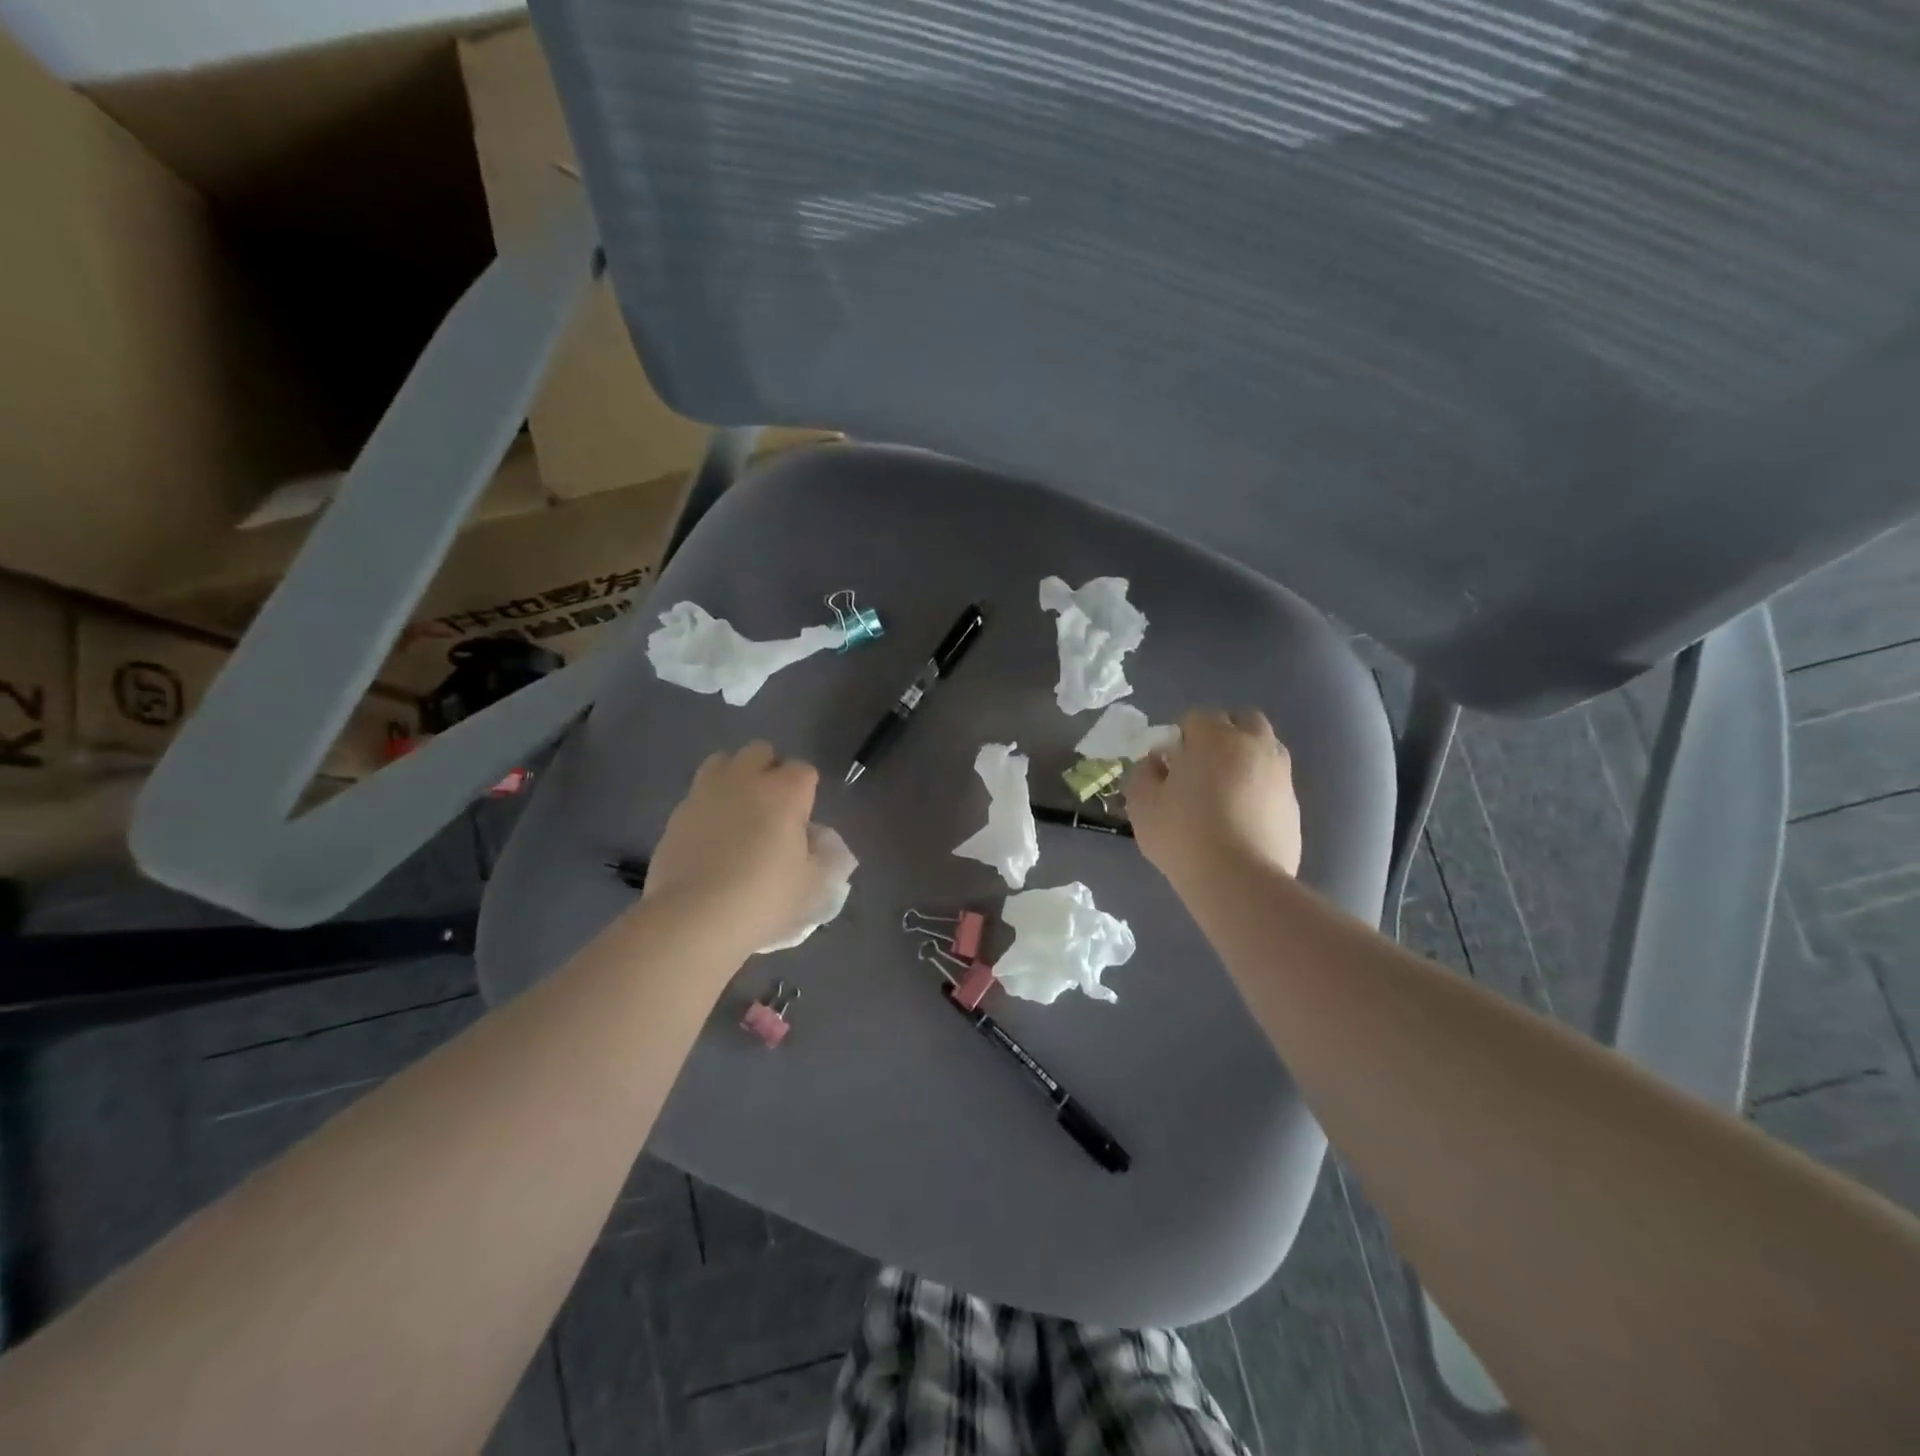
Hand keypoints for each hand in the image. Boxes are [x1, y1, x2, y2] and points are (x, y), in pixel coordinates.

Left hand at [644, 743, 827, 954]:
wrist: (694, 918)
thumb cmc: (764, 898)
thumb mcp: (813, 885)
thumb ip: (823, 856)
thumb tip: (815, 840)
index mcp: (786, 791)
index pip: (804, 770)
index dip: (806, 791)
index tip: (803, 819)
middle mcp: (746, 780)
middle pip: (760, 752)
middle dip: (769, 770)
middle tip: (771, 807)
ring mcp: (706, 792)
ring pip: (722, 761)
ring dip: (734, 777)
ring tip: (737, 811)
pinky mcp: (677, 813)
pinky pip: (698, 794)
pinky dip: (708, 806)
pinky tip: (711, 837)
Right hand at [1125, 708, 1301, 886]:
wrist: (1239, 881)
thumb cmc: (1183, 835)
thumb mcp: (1142, 804)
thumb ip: (1144, 773)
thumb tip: (1158, 763)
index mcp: (1215, 737)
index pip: (1196, 717)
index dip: (1180, 738)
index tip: (1170, 765)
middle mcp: (1254, 745)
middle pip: (1243, 721)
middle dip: (1223, 735)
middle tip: (1202, 769)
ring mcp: (1281, 775)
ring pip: (1265, 750)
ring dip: (1246, 759)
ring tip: (1225, 793)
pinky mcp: (1294, 805)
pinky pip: (1274, 784)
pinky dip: (1260, 790)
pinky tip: (1242, 820)